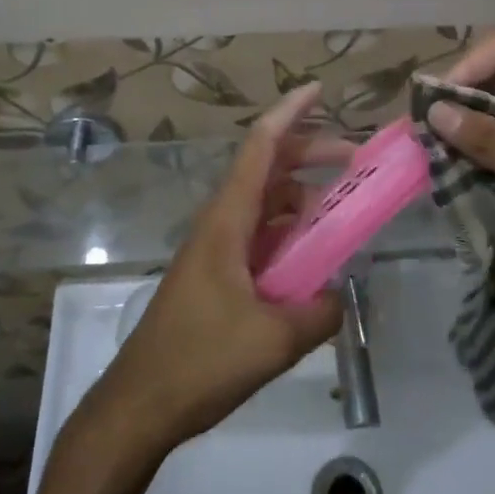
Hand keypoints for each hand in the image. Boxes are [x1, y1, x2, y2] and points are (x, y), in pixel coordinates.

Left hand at [91, 84, 345, 452]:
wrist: (140, 404)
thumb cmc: (200, 361)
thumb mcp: (273, 339)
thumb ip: (319, 311)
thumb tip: (340, 295)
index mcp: (228, 220)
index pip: (261, 147)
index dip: (290, 112)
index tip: (319, 88)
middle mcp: (222, 223)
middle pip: (269, 169)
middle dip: (311, 154)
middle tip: (355, 158)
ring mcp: (218, 248)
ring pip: (267, 204)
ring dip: (304, 198)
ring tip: (344, 213)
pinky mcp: (219, 275)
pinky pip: (263, 237)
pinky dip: (292, 234)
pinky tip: (316, 258)